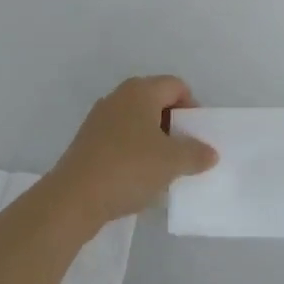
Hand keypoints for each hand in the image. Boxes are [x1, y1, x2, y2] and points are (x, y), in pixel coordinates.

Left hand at [48, 76, 217, 228]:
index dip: (192, 107)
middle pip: (156, 101)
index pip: (176, 86)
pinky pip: (121, 138)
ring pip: (138, 122)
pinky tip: (139, 178)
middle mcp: (119, 96)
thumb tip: (210, 152)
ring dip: (154, 140)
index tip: (197, 135)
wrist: (74, 198)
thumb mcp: (172, 162)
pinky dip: (135, 152)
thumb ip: (196, 154)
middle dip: (174, 125)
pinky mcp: (88, 141)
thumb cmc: (128, 168)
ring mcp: (100, 118)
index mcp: (140, 91)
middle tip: (184, 152)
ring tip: (163, 168)